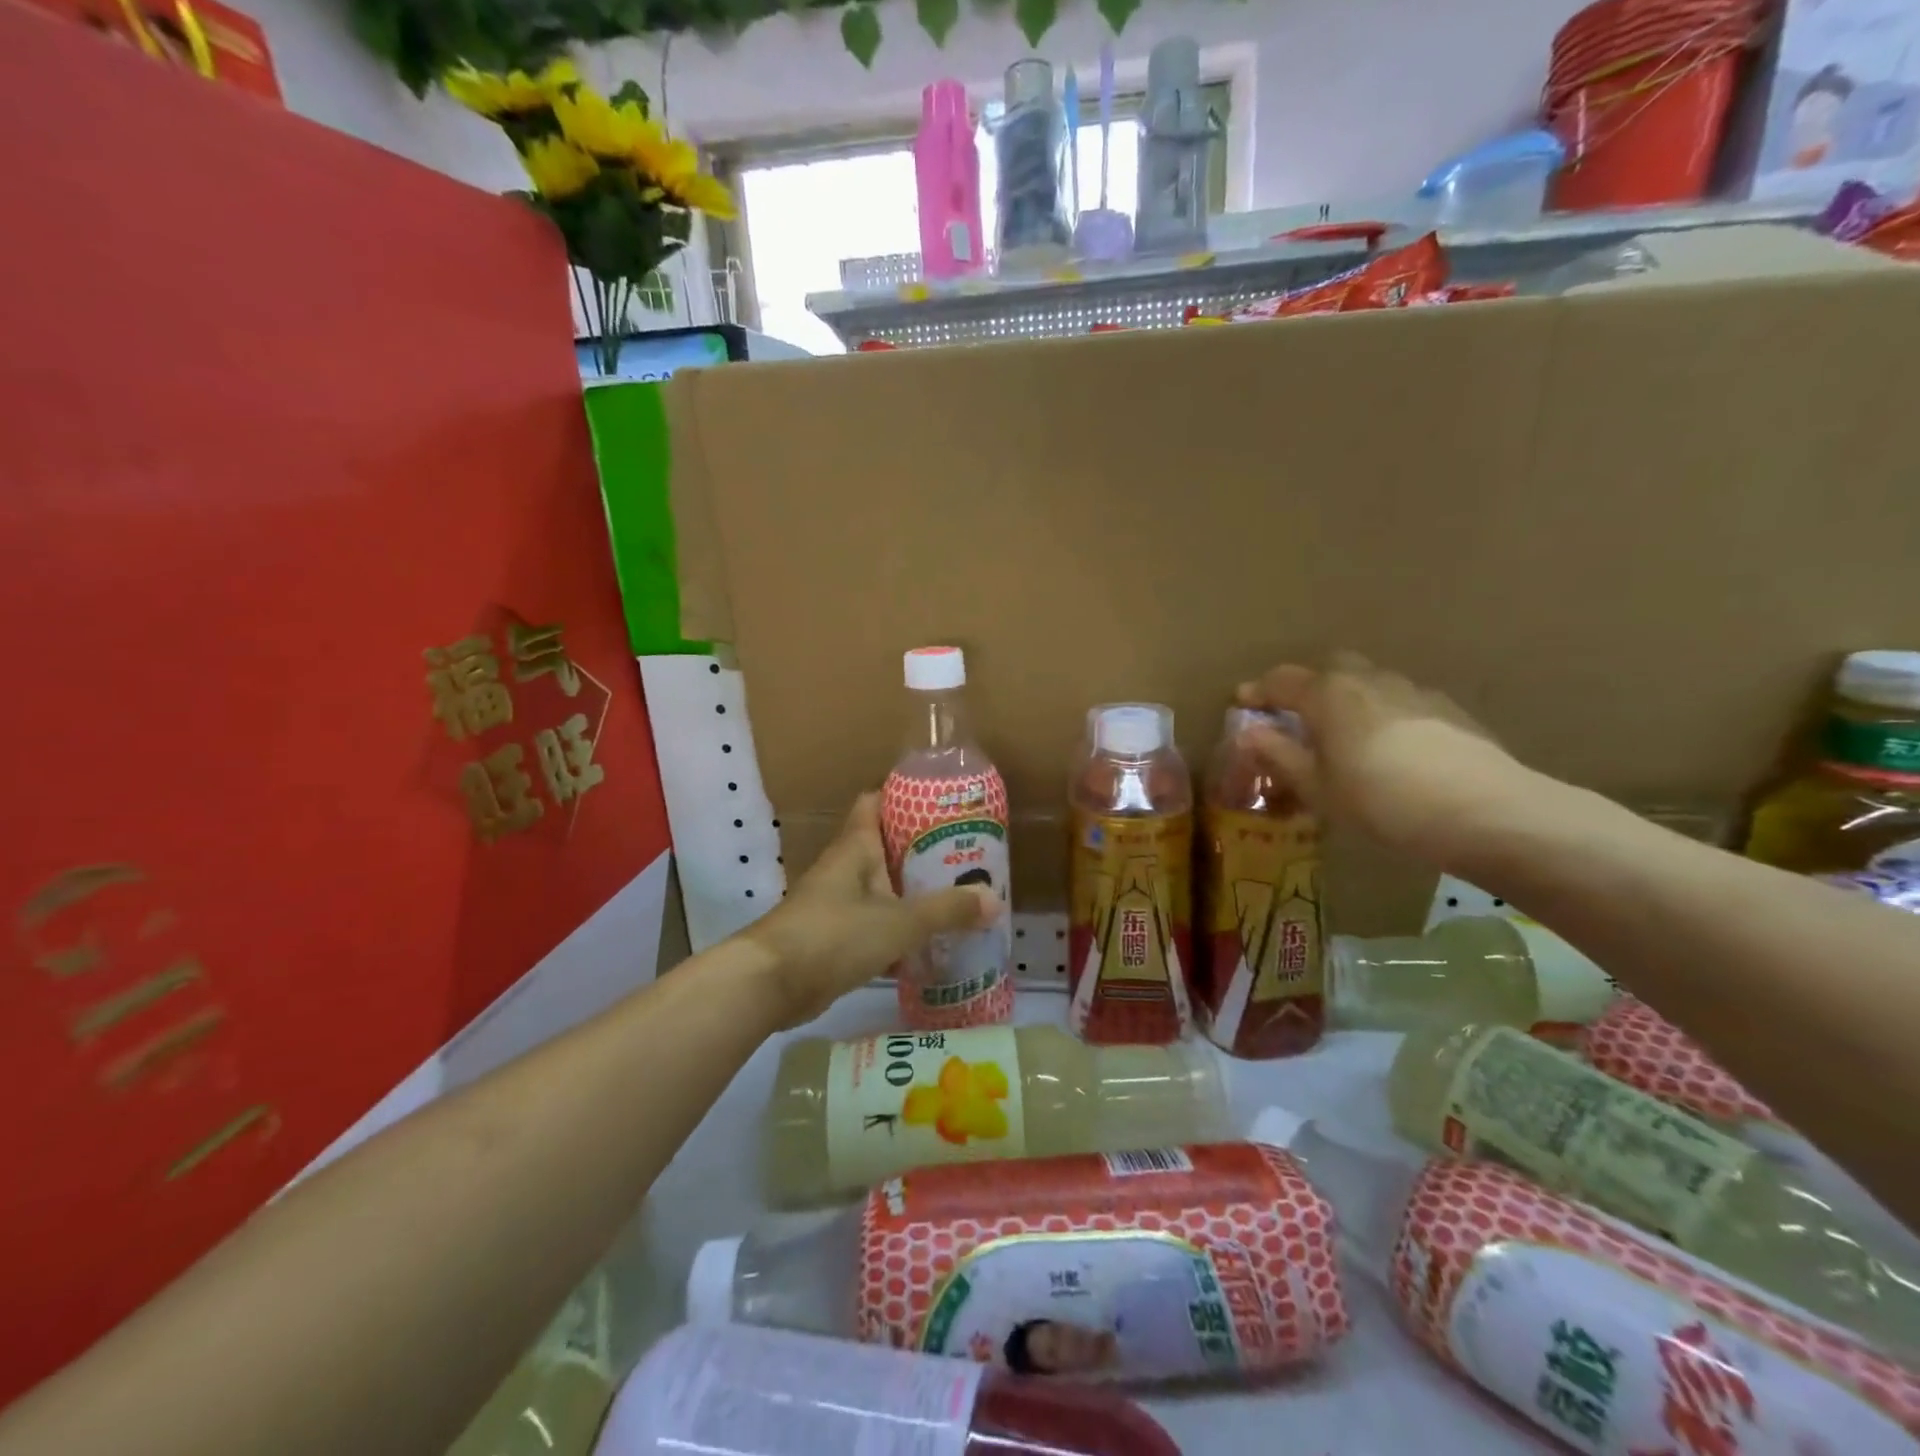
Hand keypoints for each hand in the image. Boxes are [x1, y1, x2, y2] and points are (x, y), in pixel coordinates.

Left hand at [742, 794, 1000, 1028]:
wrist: (771, 984)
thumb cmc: (835, 935)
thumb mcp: (900, 921)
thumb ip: (948, 910)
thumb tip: (994, 900)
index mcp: (855, 847)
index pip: (876, 802)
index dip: (905, 796)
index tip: (942, 802)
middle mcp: (845, 868)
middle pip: (886, 847)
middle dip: (923, 851)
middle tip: (965, 856)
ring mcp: (836, 904)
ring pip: (883, 888)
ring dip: (913, 893)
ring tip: (957, 897)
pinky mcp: (834, 938)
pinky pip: (874, 923)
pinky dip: (899, 930)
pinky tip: (929, 943)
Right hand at [1236, 652, 1535, 861]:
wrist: (1485, 810)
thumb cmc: (1381, 800)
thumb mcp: (1318, 787)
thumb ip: (1280, 755)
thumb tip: (1248, 734)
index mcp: (1328, 694)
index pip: (1281, 681)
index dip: (1258, 692)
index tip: (1242, 703)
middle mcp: (1368, 679)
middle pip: (1328, 669)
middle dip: (1306, 686)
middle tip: (1295, 716)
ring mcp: (1413, 690)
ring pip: (1368, 682)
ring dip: (1347, 699)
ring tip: (1343, 735)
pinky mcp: (1448, 709)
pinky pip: (1399, 701)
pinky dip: (1381, 714)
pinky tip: (1389, 749)